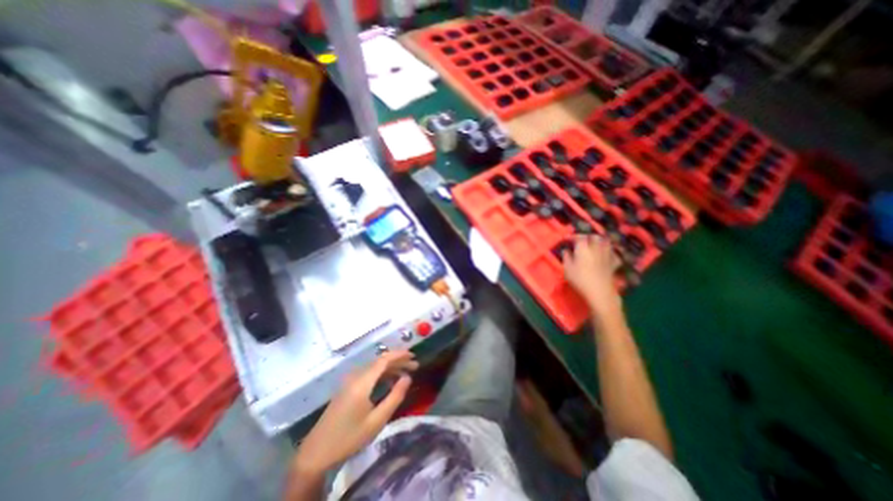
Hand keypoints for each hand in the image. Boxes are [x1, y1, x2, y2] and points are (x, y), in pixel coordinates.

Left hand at [294, 350, 418, 475]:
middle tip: (414, 366)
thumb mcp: (377, 421)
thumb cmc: (349, 438)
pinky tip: (389, 381)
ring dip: (391, 367)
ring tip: (406, 372)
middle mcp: (356, 376)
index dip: (399, 355)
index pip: (384, 359)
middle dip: (398, 361)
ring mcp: (350, 382)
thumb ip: (395, 397)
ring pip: (374, 367)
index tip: (414, 356)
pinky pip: (368, 374)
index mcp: (362, 382)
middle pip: (380, 362)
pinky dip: (381, 374)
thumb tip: (407, 378)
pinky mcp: (347, 388)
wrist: (316, 453)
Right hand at [557, 235, 622, 313]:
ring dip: (600, 241)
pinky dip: (610, 252)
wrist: (600, 292)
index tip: (566, 238)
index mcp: (584, 248)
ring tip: (595, 244)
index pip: (579, 237)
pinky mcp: (614, 263)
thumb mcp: (567, 269)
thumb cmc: (580, 279)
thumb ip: (566, 257)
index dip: (572, 236)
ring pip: (606, 242)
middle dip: (587, 236)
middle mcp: (596, 248)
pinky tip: (607, 255)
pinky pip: (614, 254)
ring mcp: (607, 255)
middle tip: (581, 240)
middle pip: (594, 236)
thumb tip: (566, 250)